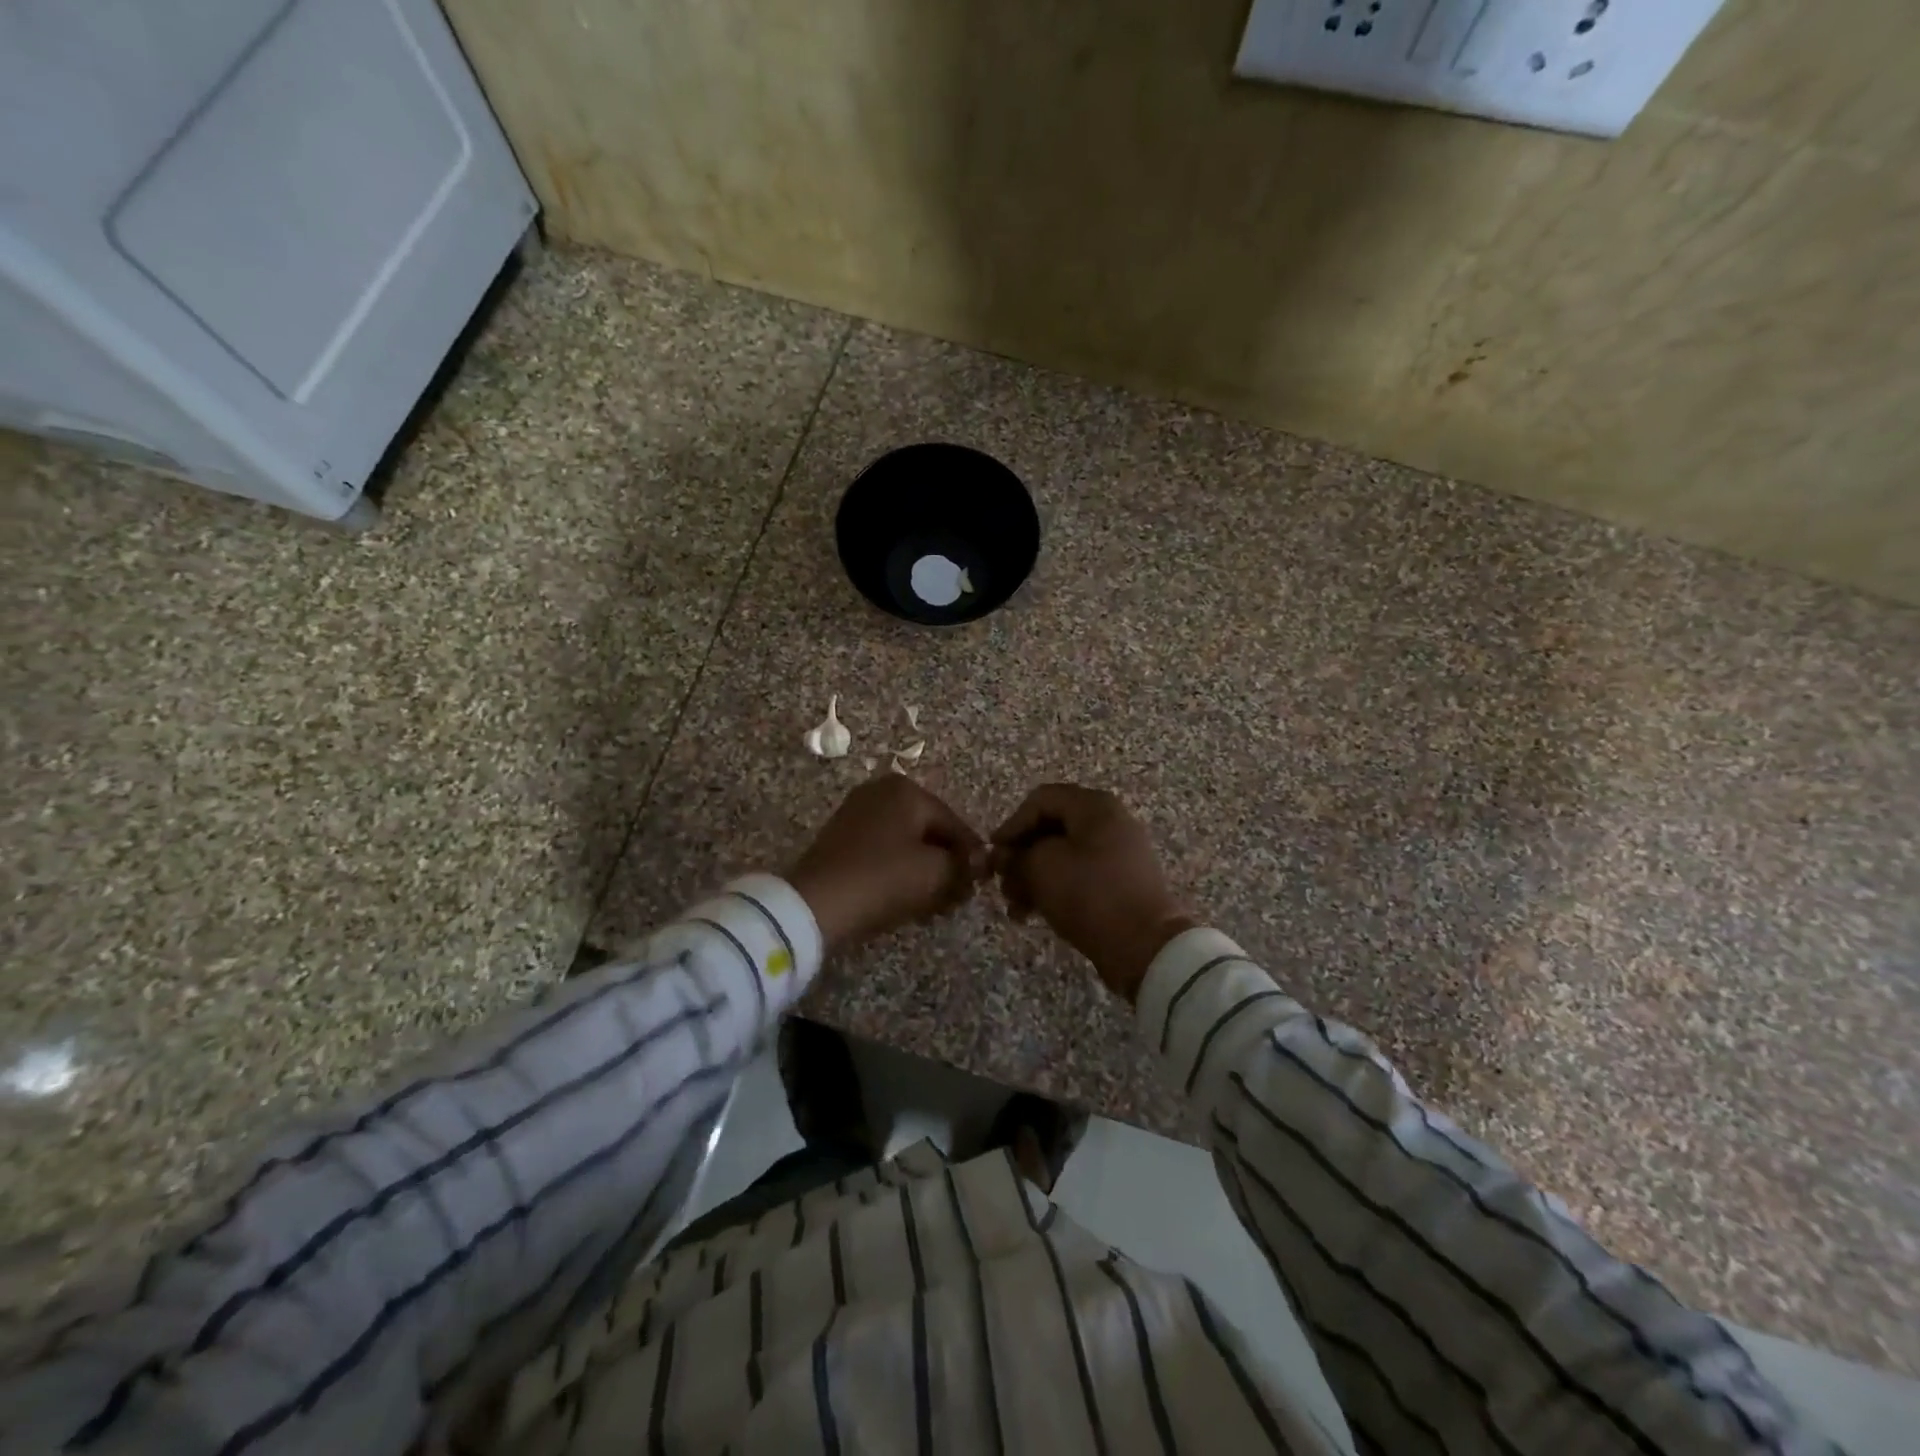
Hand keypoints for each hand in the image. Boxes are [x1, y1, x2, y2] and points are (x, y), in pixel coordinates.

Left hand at [788, 776, 986, 951]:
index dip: (971, 856)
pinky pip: (883, 850)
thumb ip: (965, 864)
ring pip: (906, 842)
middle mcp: (881, 791)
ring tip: (935, 903)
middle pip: (929, 830)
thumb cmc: (883, 878)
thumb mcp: (935, 872)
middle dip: (946, 863)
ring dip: (924, 870)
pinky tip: (907, 896)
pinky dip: (898, 869)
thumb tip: (982, 863)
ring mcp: (857, 812)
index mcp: (907, 789)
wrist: (816, 904)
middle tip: (958, 896)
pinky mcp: (841, 837)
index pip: (954, 824)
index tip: (981, 884)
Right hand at [990, 784, 1196, 1002]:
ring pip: (1062, 855)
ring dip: (1032, 877)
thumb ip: (1016, 856)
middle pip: (1051, 828)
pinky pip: (1079, 875)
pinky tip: (1033, 914)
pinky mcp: (1120, 883)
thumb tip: (1005, 857)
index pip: (1041, 800)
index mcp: (1095, 806)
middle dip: (1021, 855)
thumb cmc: (1090, 895)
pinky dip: (1054, 889)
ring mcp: (1119, 853)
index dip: (1012, 824)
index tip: (993, 854)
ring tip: (1014, 907)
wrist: (1145, 947)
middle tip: (1000, 883)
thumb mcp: (1042, 868)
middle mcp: (1110, 822)